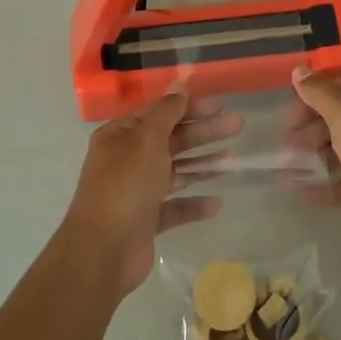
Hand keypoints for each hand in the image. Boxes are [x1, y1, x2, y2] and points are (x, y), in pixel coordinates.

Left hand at [59, 91, 240, 298]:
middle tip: (237, 125)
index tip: (218, 104)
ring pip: (175, 172)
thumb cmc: (125, 186)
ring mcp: (136, 191)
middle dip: (203, 132)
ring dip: (203, 165)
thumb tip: (179, 87)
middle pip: (171, 140)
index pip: (158, 113)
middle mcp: (127, 160)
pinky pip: (174, 206)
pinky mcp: (146, 221)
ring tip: (234, 161)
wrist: (103, 252)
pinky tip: (216, 204)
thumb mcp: (146, 140)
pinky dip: (194, 203)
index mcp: (120, 136)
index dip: (188, 107)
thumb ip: (166, 113)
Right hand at [286, 70, 340, 254]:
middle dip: (311, 133)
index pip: (340, 86)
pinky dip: (332, 183)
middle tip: (286, 150)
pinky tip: (304, 193)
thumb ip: (321, 94)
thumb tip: (299, 70)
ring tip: (287, 173)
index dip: (309, 100)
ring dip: (317, 160)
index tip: (286, 121)